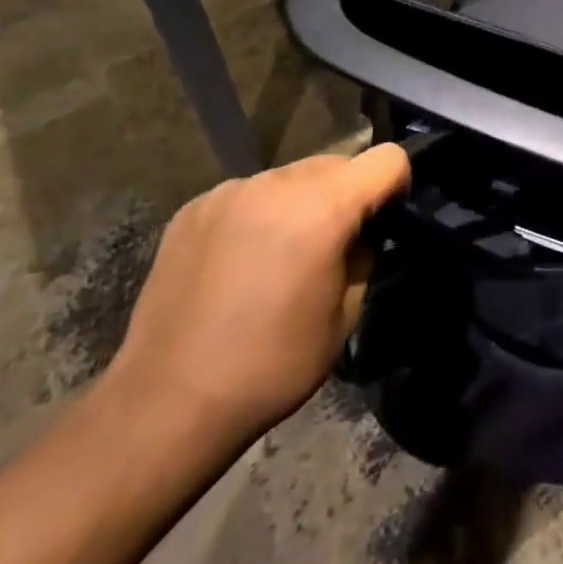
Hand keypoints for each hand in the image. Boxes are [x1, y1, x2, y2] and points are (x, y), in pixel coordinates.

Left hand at [98, 145, 410, 446]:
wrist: (166, 404)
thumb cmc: (271, 366)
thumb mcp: (344, 317)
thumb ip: (362, 257)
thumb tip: (360, 234)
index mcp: (322, 209)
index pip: (386, 159)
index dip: (396, 184)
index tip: (385, 218)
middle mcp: (277, 184)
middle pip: (336, 163)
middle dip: (345, 195)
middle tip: (330, 247)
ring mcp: (230, 191)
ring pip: (290, 177)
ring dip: (300, 203)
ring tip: (279, 257)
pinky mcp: (194, 207)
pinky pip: (248, 194)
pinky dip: (258, 215)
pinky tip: (238, 263)